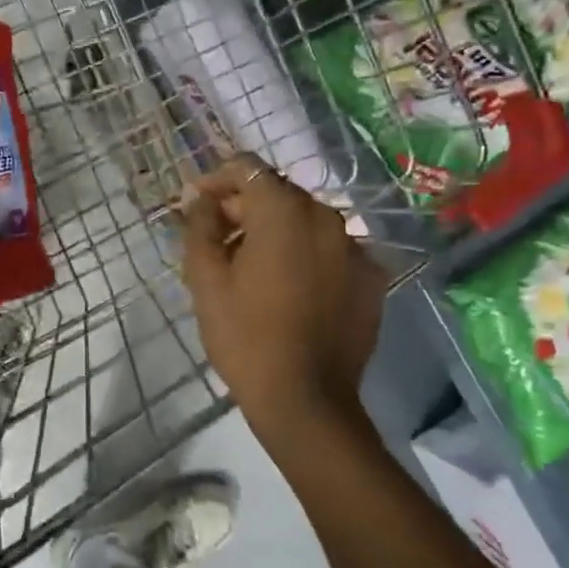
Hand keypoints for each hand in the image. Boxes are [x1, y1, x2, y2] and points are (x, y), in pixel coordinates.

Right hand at [180, 155, 387, 451]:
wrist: (306, 400)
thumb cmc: (245, 336)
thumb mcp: (206, 278)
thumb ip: (199, 225)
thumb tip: (198, 197)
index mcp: (284, 211)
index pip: (247, 167)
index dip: (217, 179)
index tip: (197, 205)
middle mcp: (326, 217)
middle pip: (278, 193)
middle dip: (244, 207)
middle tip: (217, 240)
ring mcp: (355, 248)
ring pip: (306, 221)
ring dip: (275, 231)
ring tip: (251, 267)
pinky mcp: (371, 278)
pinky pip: (330, 250)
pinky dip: (306, 255)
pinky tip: (289, 288)